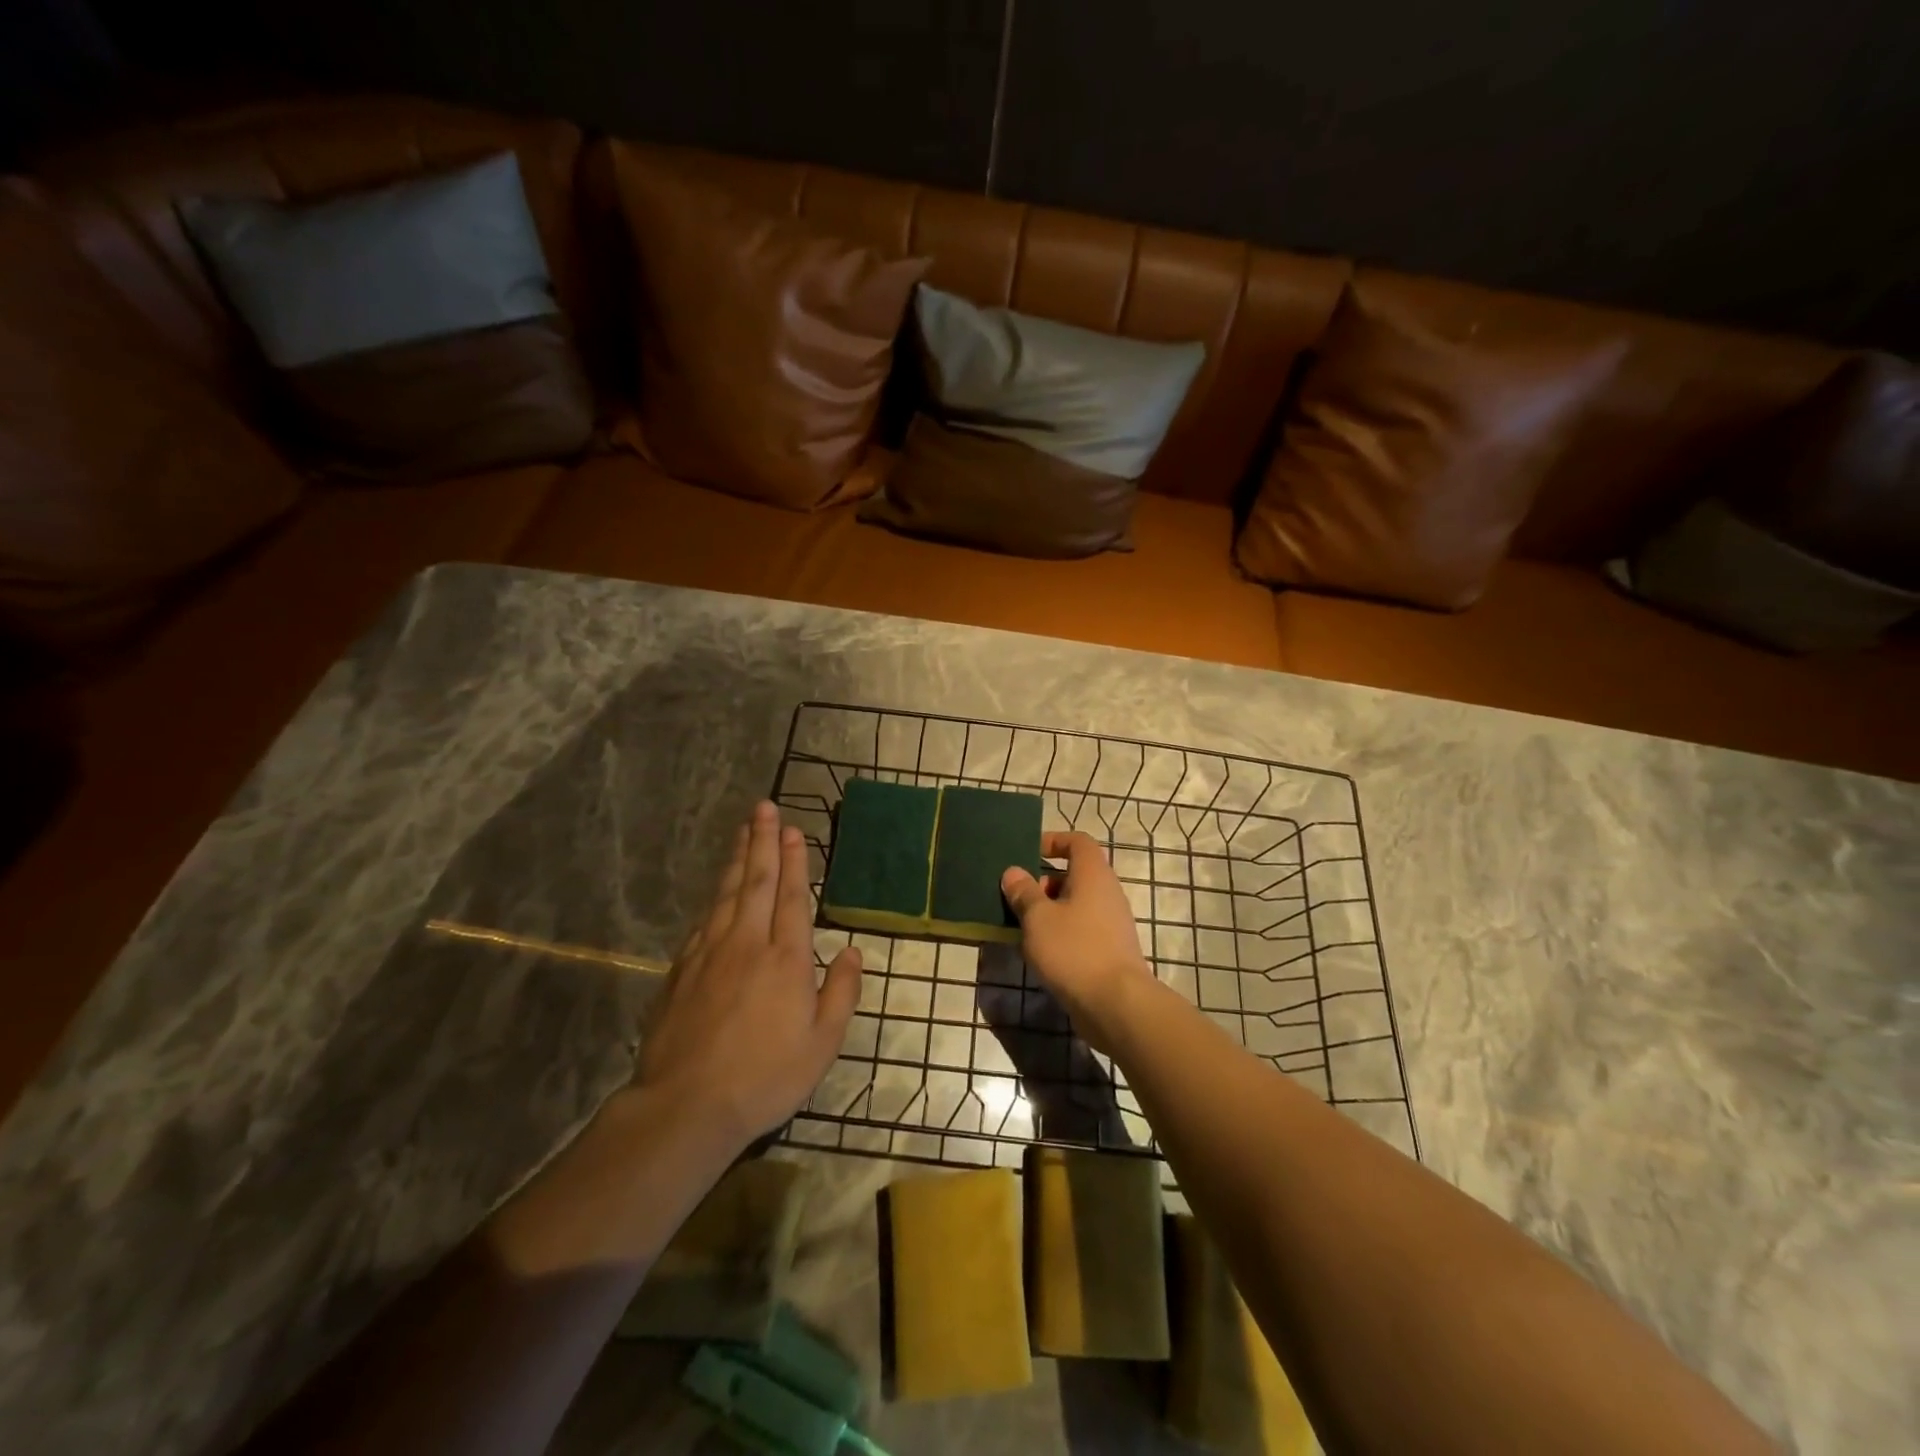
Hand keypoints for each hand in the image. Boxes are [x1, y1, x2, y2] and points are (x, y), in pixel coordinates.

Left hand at [635, 801, 861, 1152]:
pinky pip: (704, 920)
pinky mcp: (681, 969)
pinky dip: (715, 897)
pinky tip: (719, 888)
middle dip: (762, 841)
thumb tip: (854, 951)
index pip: (791, 896)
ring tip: (743, 830)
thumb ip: (842, 992)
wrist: (686, 1106)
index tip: (792, 829)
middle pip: (756, 881)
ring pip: (726, 894)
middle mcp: (747, 943)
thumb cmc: (766, 1077)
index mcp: (786, 958)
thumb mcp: (822, 1044)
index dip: (793, 860)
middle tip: (763, 807)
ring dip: (737, 859)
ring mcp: (709, 953)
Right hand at [1001, 831, 1155, 1051]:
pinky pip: (1081, 929)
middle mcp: (1107, 892)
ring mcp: (1112, 923)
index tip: (1028, 853)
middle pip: (1074, 874)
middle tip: (1016, 898)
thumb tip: (1013, 872)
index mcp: (1093, 874)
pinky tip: (1039, 953)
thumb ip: (1024, 892)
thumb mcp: (1038, 918)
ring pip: (1076, 905)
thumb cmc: (1074, 950)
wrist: (1116, 1004)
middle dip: (1044, 883)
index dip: (1053, 841)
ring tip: (1021, 928)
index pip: (1078, 841)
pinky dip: (1060, 933)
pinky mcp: (1110, 950)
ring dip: (1049, 911)